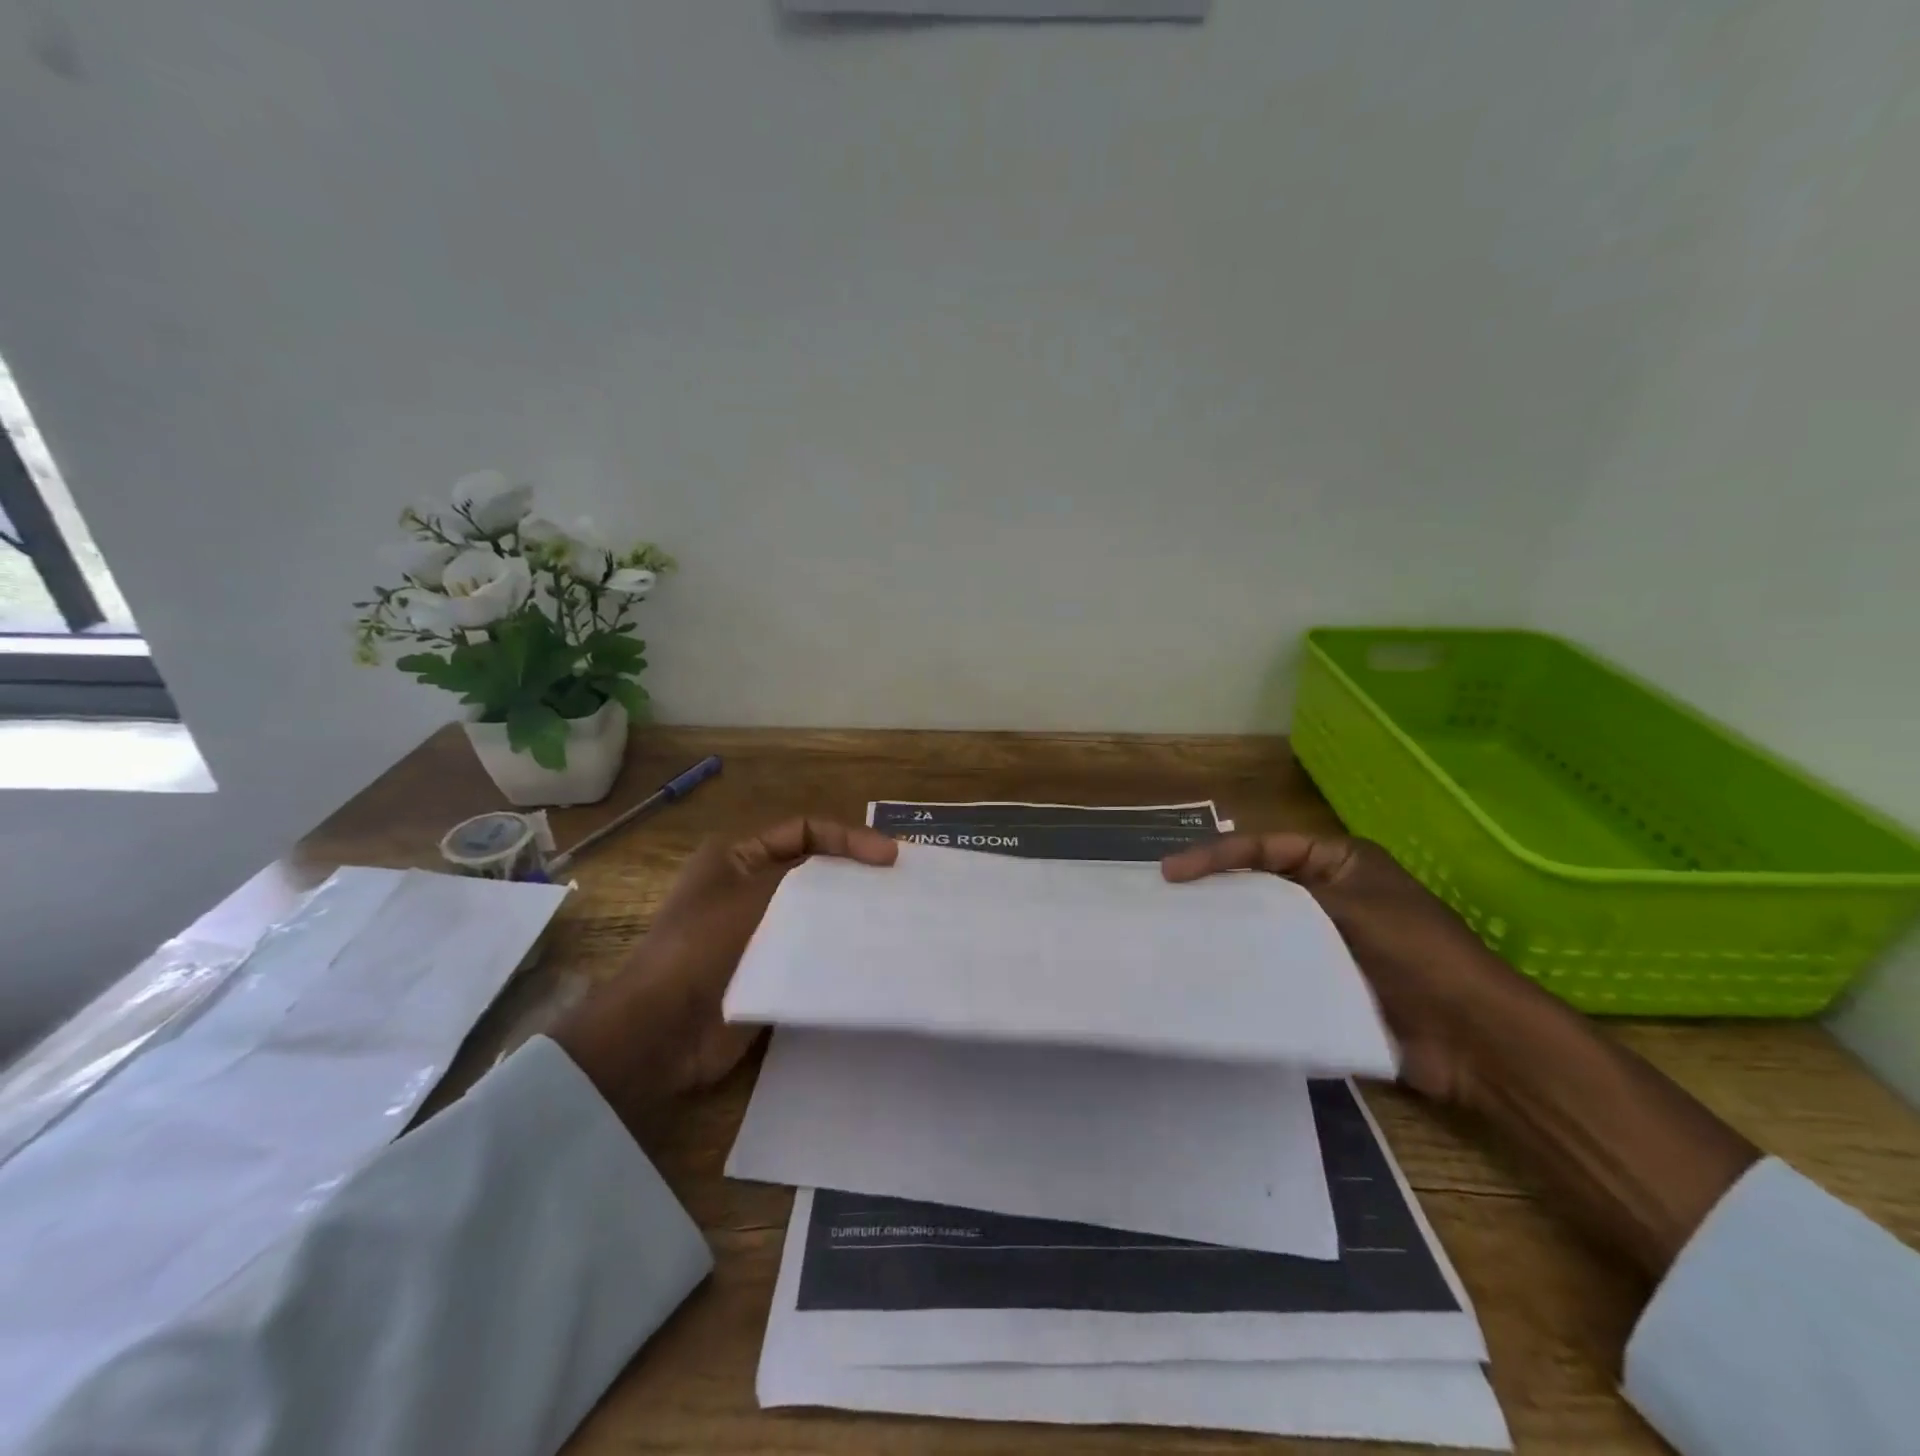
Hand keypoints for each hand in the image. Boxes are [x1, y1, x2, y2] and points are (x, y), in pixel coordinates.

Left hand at [552, 818, 897, 1135]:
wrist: (661, 1031)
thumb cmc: (703, 945)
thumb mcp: (755, 893)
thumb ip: (807, 876)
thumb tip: (857, 872)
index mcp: (736, 857)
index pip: (803, 831)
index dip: (848, 837)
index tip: (889, 857)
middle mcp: (748, 888)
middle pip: (813, 870)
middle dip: (855, 875)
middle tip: (901, 886)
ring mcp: (758, 933)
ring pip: (816, 913)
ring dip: (850, 914)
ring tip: (894, 921)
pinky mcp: (768, 972)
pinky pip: (811, 952)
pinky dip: (838, 951)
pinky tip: (872, 957)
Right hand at [1161, 832, 1534, 1105]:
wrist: (1471, 1036)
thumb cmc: (1415, 953)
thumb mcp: (1350, 907)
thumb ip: (1284, 899)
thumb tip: (1224, 903)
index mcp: (1340, 862)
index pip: (1265, 847)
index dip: (1217, 855)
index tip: (1172, 871)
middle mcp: (1329, 895)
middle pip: (1260, 884)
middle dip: (1217, 890)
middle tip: (1167, 900)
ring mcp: (1326, 940)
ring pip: (1264, 927)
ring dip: (1229, 930)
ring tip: (1180, 937)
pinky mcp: (1323, 980)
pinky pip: (1276, 966)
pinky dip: (1248, 966)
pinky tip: (1215, 973)